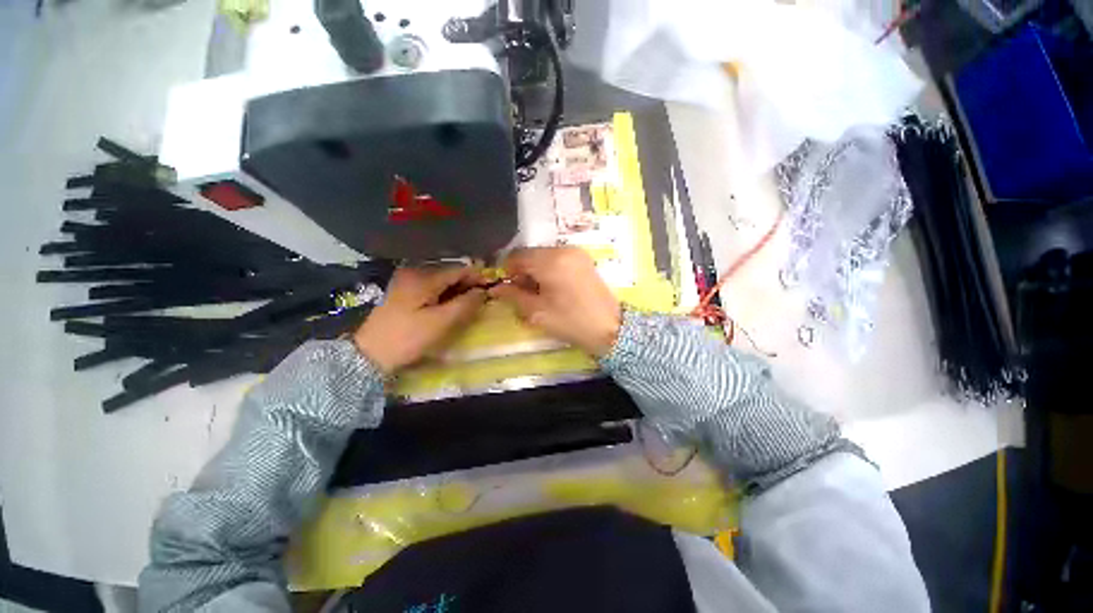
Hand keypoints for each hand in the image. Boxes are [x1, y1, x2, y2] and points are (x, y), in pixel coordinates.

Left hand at [353, 266, 486, 373]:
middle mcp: (413, 272)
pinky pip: (429, 287)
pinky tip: (447, 305)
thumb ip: (465, 304)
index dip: (477, 277)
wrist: (368, 354)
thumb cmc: (408, 337)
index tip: (491, 288)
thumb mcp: (441, 322)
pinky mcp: (400, 292)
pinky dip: (442, 294)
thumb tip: (482, 291)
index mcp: (424, 277)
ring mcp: (404, 281)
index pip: (458, 269)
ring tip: (467, 303)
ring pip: (439, 280)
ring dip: (455, 289)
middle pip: (448, 273)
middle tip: (481, 298)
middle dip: (466, 283)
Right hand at [490, 247, 621, 356]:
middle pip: (531, 254)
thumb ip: (513, 296)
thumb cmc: (571, 321)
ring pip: (544, 256)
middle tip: (522, 293)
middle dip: (522, 271)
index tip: (506, 288)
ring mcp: (576, 253)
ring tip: (538, 293)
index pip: (517, 256)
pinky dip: (549, 270)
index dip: (507, 271)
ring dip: (535, 271)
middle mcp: (563, 249)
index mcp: (551, 260)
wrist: (609, 328)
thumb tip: (496, 288)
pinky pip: (558, 259)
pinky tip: (552, 288)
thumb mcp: (537, 312)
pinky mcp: (584, 260)